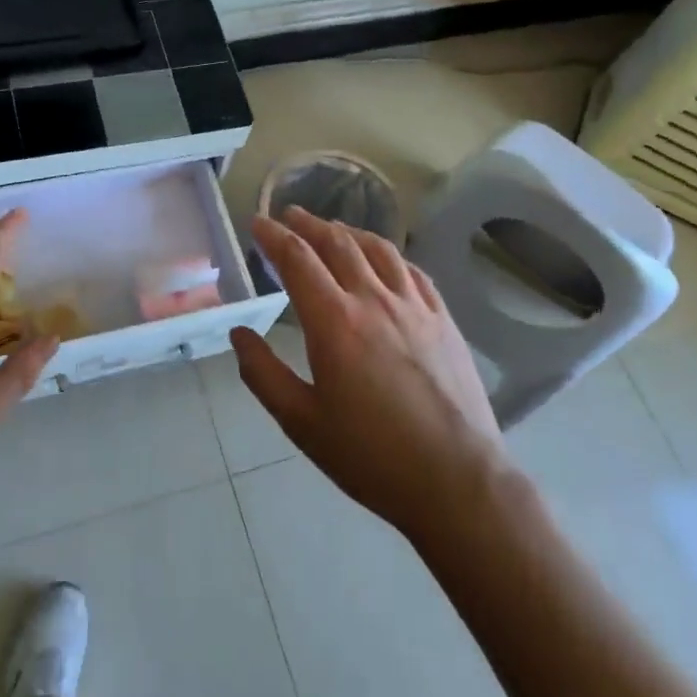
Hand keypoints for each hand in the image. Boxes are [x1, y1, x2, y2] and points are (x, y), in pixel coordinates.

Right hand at [233, 206, 509, 541]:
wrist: (457, 481)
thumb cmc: (371, 456)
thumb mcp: (302, 423)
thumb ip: (263, 374)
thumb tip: (239, 334)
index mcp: (334, 322)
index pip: (297, 259)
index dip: (273, 236)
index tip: (258, 223)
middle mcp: (374, 300)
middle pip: (337, 244)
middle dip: (308, 224)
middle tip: (289, 215)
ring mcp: (415, 307)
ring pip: (378, 249)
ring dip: (349, 231)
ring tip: (332, 229)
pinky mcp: (443, 320)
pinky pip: (413, 271)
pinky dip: (390, 254)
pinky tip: (385, 259)